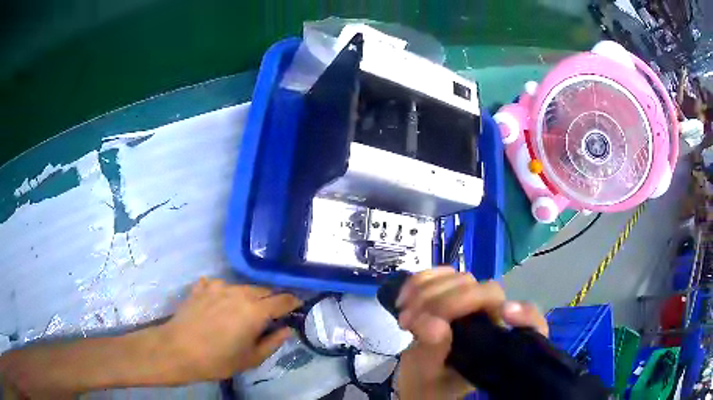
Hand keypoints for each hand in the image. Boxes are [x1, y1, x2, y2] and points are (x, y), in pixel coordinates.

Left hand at [157, 278, 301, 382]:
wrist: (178, 350)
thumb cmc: (217, 360)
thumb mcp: (251, 358)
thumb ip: (273, 342)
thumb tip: (287, 329)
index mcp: (255, 311)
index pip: (282, 300)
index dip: (293, 302)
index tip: (297, 306)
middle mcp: (239, 293)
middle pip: (263, 290)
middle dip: (271, 300)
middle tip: (269, 315)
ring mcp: (218, 286)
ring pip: (242, 287)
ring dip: (248, 296)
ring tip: (241, 311)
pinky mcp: (201, 287)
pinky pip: (219, 285)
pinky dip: (224, 293)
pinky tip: (218, 304)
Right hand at [394, 268, 547, 398]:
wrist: (416, 383)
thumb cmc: (428, 387)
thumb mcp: (427, 378)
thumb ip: (433, 353)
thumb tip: (434, 323)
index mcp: (497, 348)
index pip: (530, 324)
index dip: (526, 316)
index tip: (506, 313)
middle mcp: (491, 322)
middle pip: (486, 292)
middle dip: (446, 302)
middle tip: (410, 322)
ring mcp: (471, 305)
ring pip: (462, 279)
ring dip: (427, 292)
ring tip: (404, 318)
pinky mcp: (451, 294)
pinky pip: (441, 274)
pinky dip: (420, 281)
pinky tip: (404, 297)